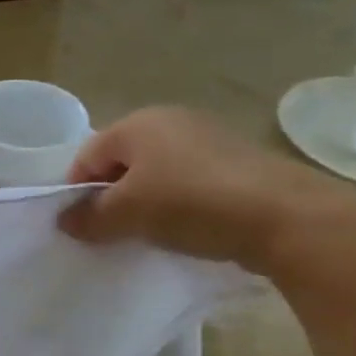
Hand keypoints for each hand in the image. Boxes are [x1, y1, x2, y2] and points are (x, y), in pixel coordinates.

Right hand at [57, 107, 355, 271]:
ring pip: (156, 173)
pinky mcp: (238, 162)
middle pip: (121, 162)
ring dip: (146, 203)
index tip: (82, 227)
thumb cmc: (192, 204)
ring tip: (151, 234)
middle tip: (113, 232)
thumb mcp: (128, 214)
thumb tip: (66, 221)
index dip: (76, 192)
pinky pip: (189, 182)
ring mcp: (208, 138)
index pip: (86, 156)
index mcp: (137, 123)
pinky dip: (179, 204)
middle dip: (112, 197)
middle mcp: (170, 121)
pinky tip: (188, 229)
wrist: (289, 218)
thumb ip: (89, 217)